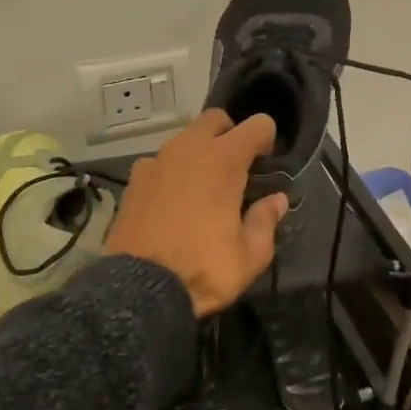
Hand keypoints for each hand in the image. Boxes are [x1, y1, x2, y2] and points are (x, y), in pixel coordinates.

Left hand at [105, 109, 289, 316]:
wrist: (139, 290)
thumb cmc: (203, 269)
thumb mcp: (250, 256)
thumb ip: (266, 221)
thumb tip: (276, 200)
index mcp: (223, 161)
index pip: (257, 125)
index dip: (266, 139)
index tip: (266, 162)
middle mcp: (188, 149)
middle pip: (215, 119)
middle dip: (230, 134)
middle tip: (236, 167)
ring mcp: (156, 161)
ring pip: (184, 139)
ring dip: (199, 152)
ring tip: (203, 187)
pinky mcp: (134, 180)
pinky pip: (159, 163)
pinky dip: (171, 172)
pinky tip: (172, 201)